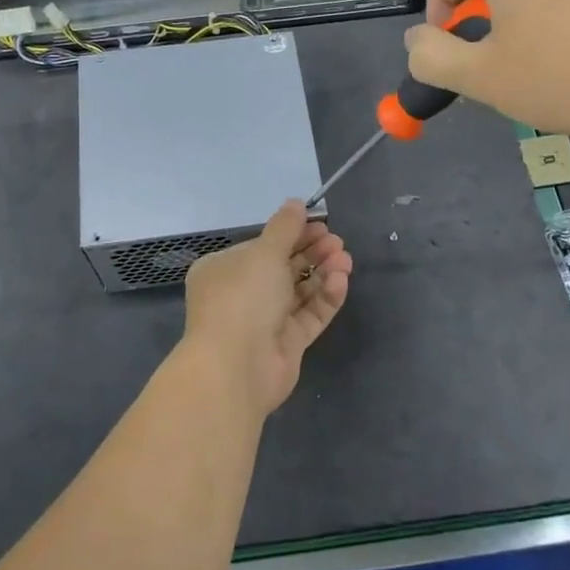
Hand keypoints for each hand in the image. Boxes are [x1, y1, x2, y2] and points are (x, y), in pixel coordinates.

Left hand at [182, 201, 351, 417]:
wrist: (237, 367)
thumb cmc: (243, 297)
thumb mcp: (264, 252)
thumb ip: (285, 227)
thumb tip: (296, 202)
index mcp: (224, 269)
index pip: (261, 246)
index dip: (291, 234)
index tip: (319, 223)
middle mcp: (242, 294)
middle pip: (283, 267)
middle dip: (312, 252)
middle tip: (337, 241)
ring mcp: (265, 321)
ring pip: (299, 291)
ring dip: (323, 273)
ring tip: (345, 259)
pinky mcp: (287, 344)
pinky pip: (309, 315)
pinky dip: (325, 297)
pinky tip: (341, 281)